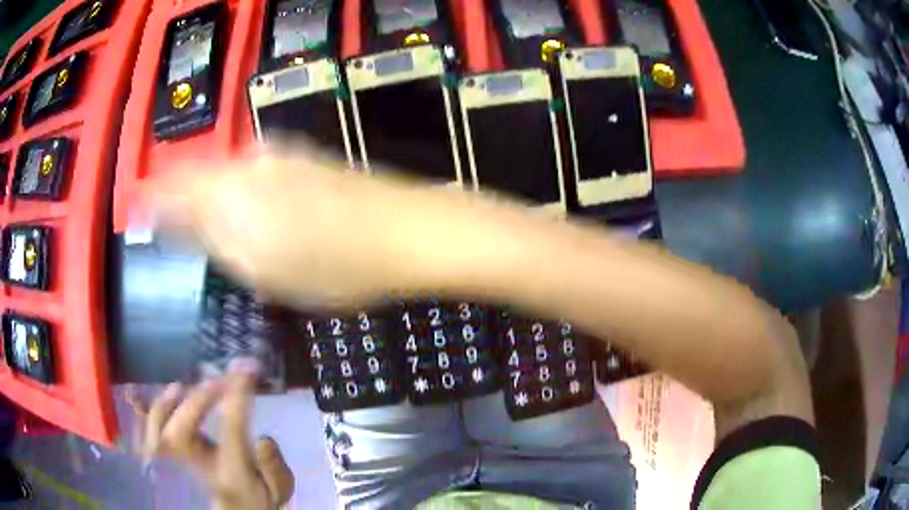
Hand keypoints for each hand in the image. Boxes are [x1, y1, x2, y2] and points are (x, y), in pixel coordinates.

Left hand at [125, 359, 293, 509]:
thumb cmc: (256, 499)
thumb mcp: (277, 490)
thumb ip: (275, 469)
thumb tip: (263, 439)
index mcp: (231, 475)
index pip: (230, 433)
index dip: (236, 398)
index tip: (246, 370)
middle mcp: (198, 469)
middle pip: (183, 433)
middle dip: (199, 401)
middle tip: (218, 381)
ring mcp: (178, 464)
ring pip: (158, 434)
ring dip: (166, 406)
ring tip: (180, 387)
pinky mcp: (166, 456)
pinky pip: (146, 436)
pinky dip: (140, 416)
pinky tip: (135, 395)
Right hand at [147, 143, 492, 309]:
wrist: (405, 232)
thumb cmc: (332, 265)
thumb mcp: (262, 267)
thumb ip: (215, 237)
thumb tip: (181, 219)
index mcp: (231, 190)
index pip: (175, 188)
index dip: (152, 199)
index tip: (137, 212)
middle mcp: (249, 162)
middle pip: (199, 175)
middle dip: (181, 199)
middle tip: (173, 227)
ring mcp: (282, 156)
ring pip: (228, 173)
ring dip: (212, 196)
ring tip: (211, 225)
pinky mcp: (306, 160)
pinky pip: (255, 173)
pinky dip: (241, 191)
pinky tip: (253, 212)